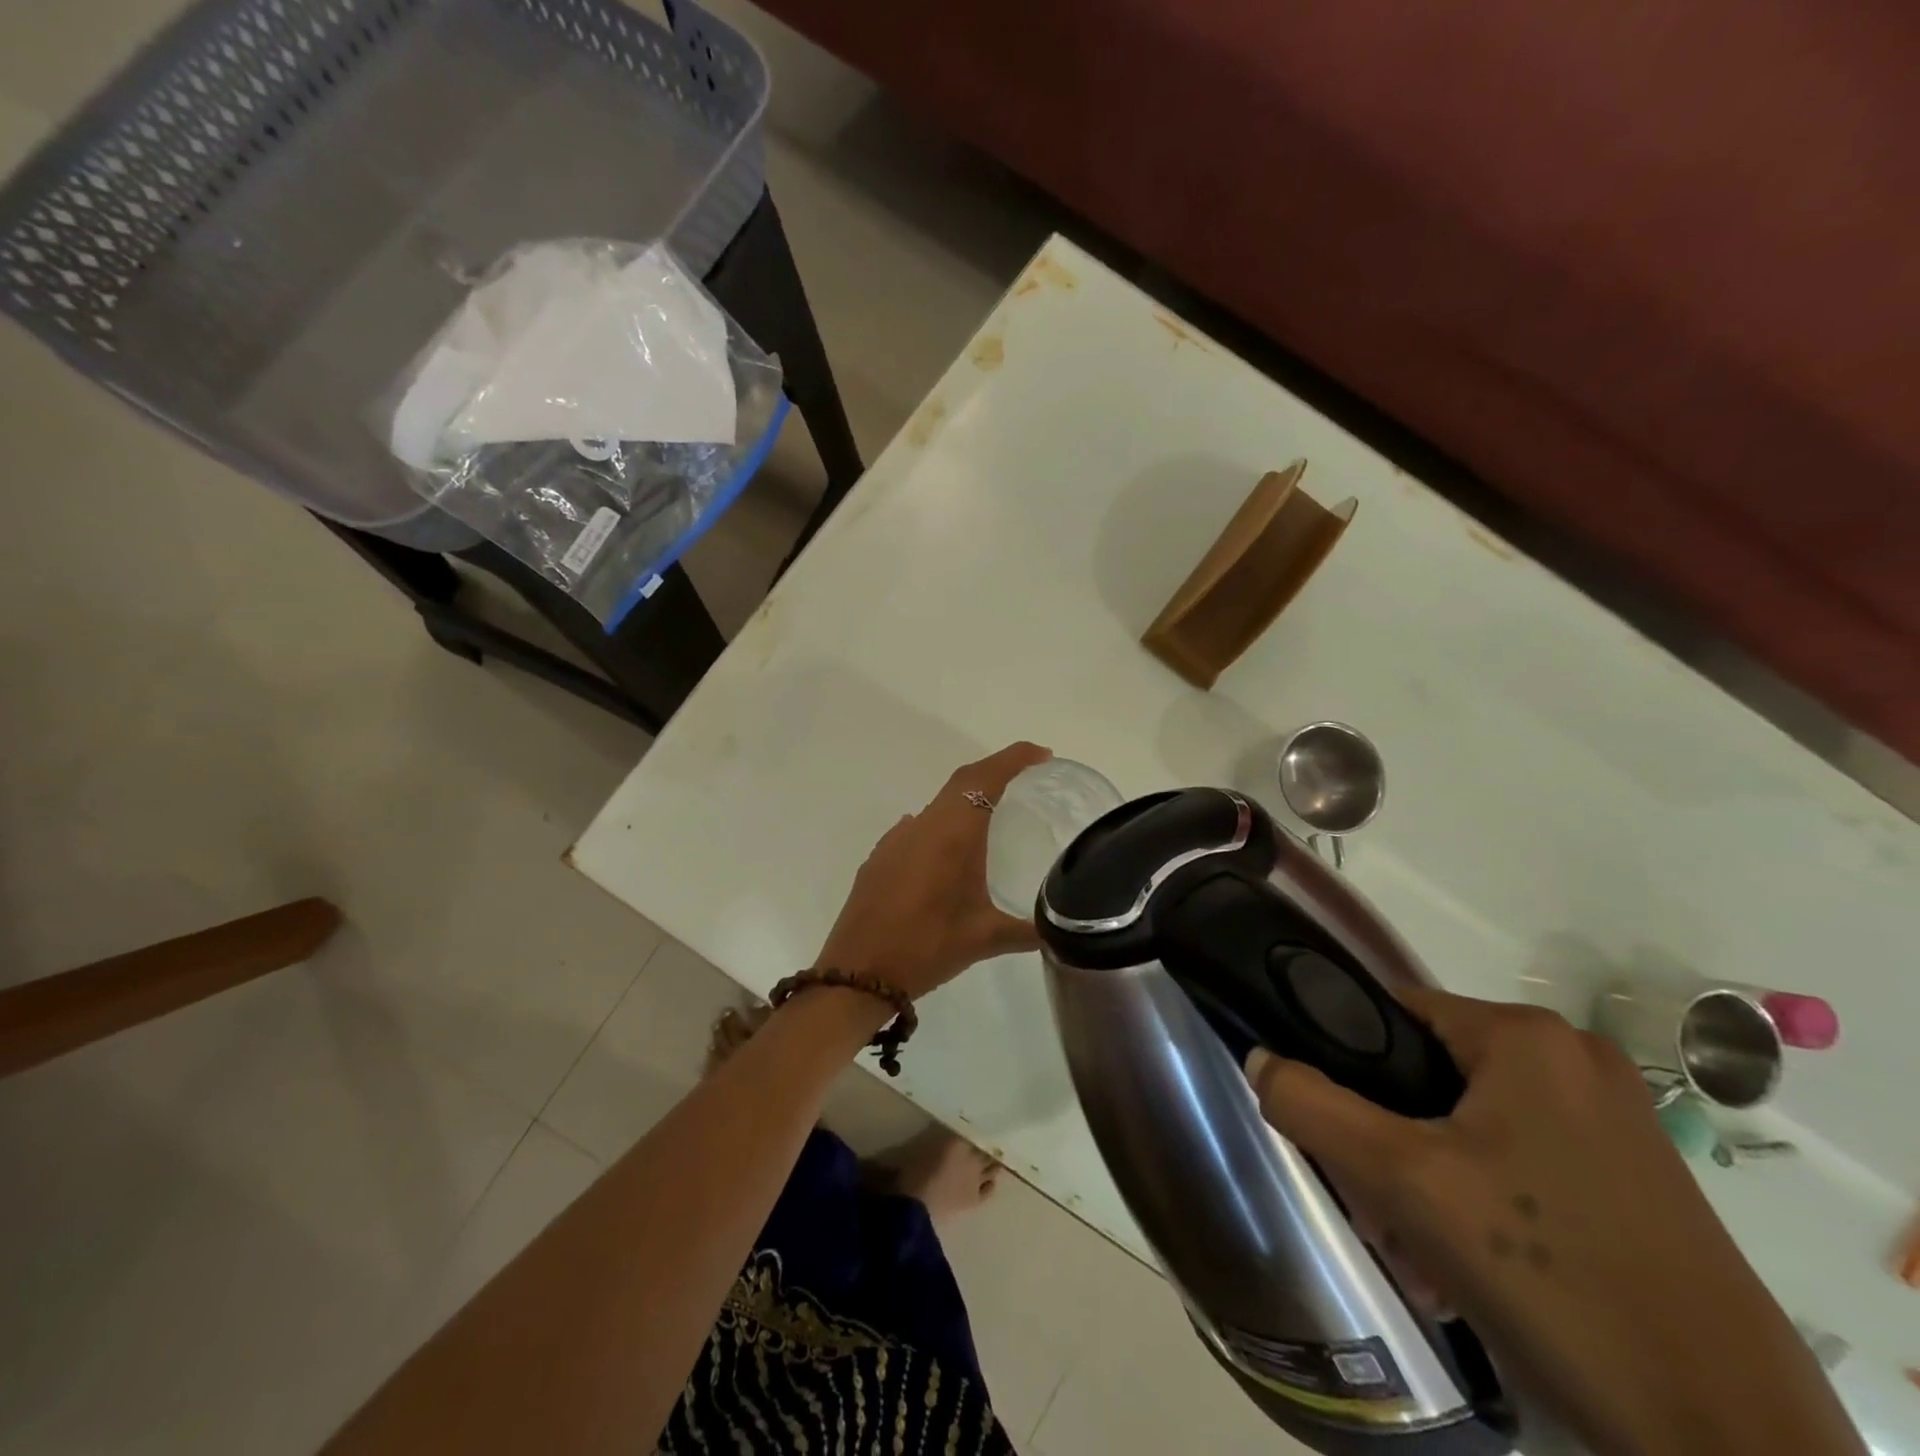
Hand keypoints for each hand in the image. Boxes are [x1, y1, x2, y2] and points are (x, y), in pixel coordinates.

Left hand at [814, 742, 1051, 1000]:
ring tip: (992, 818)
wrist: (858, 974)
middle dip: (995, 772)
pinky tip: (948, 854)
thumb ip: (1028, 930)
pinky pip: (916, 828)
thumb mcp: (985, 939)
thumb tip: (1060, 929)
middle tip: (1026, 779)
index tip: (1041, 755)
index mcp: (952, 833)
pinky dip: (941, 826)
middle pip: (961, 782)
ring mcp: (895, 840)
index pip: (985, 778)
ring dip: (966, 800)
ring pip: (937, 804)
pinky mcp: (879, 858)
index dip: (1014, 759)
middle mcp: (922, 825)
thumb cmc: (927, 947)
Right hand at [1247, 989, 1862, 1455]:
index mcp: (1526, 1036)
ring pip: (1471, 1122)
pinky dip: (1480, 1198)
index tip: (1335, 1131)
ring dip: (1427, 1177)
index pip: (1392, 1013)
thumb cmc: (1549, 1275)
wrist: (1729, 1444)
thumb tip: (1257, 1058)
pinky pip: (1520, 1159)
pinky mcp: (1636, 1179)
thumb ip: (1313, 1106)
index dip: (1348, 1064)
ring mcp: (1615, 1120)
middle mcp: (1574, 1058)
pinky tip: (1471, 1267)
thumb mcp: (1403, 1183)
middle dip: (1389, 1140)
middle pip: (1430, 1074)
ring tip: (1420, 1252)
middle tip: (1379, 1209)